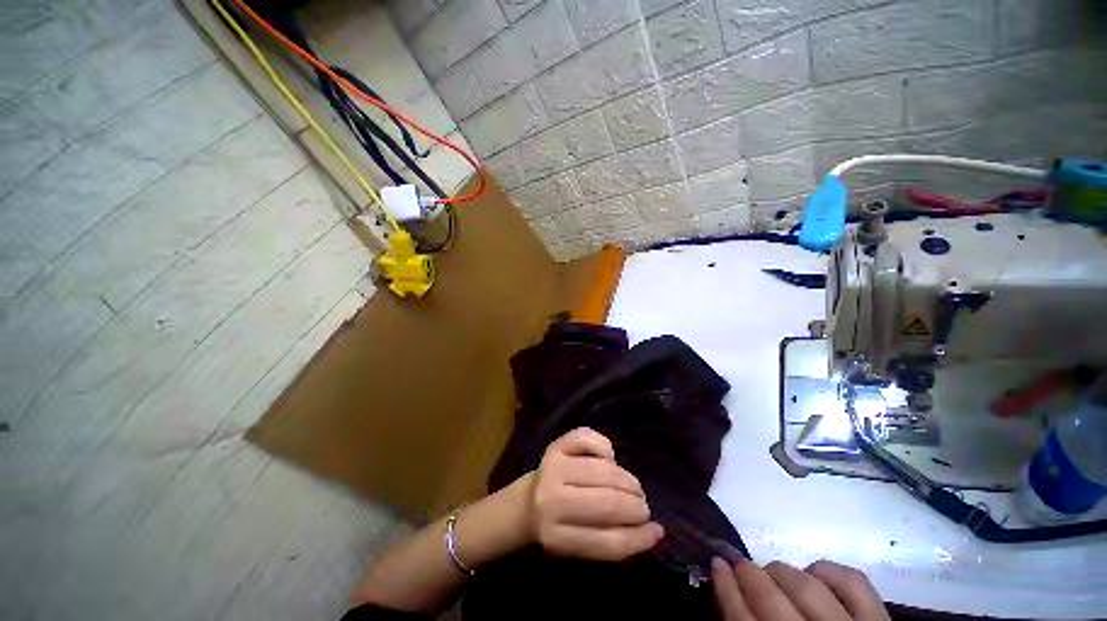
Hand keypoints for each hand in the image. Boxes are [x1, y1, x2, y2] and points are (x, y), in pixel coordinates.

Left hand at [526, 427, 663, 560]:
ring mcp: (553, 468)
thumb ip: (611, 541)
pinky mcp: (555, 445)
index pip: (607, 542)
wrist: (523, 504)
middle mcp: (552, 501)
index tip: (656, 531)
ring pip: (602, 471)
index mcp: (557, 537)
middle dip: (635, 506)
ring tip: (633, 488)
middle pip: (607, 504)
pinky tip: (609, 460)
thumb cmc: (557, 529)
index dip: (639, 538)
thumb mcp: (578, 547)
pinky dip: (605, 448)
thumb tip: (655, 530)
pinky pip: (588, 439)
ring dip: (627, 480)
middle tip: (642, 506)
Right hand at [712, 557, 888, 620]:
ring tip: (775, 574)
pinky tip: (816, 575)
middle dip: (749, 575)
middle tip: (741, 566)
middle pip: (771, 600)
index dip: (726, 589)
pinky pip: (853, 582)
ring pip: (806, 586)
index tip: (716, 564)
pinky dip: (828, 570)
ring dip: (782, 572)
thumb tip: (728, 591)